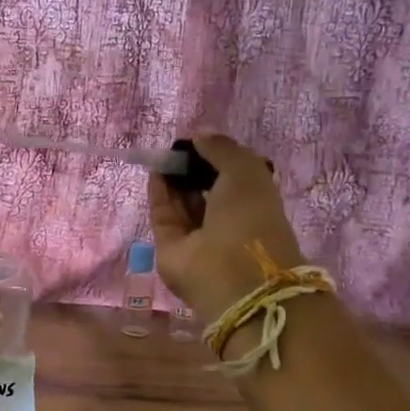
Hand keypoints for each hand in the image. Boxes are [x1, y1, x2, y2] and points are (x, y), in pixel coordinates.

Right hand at [150, 132, 306, 323]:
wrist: (233, 274)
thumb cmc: (250, 219)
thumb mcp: (247, 172)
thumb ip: (223, 149)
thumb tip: (199, 135)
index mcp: (253, 205)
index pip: (232, 178)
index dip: (217, 158)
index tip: (201, 141)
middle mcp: (226, 221)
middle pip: (204, 190)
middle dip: (192, 167)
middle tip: (179, 147)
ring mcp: (197, 236)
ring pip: (182, 201)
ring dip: (174, 177)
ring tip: (166, 154)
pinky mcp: (170, 247)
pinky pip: (163, 213)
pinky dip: (159, 192)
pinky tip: (156, 170)